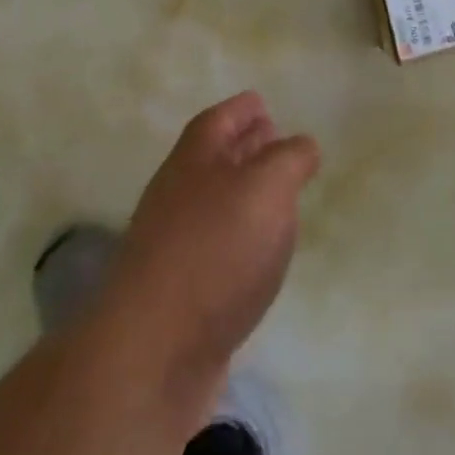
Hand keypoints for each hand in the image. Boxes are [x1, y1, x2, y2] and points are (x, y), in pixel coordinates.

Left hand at [104, 92, 319, 384]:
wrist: (152, 352)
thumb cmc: (214, 251)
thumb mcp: (266, 188)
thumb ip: (289, 159)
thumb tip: (301, 144)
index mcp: (194, 160)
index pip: (219, 120)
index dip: (242, 109)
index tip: (263, 103)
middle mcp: (178, 194)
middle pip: (213, 158)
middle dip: (244, 146)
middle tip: (277, 140)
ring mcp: (174, 245)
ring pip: (215, 203)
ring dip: (244, 193)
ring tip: (279, 195)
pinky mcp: (181, 292)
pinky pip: (216, 247)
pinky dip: (241, 238)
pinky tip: (261, 252)